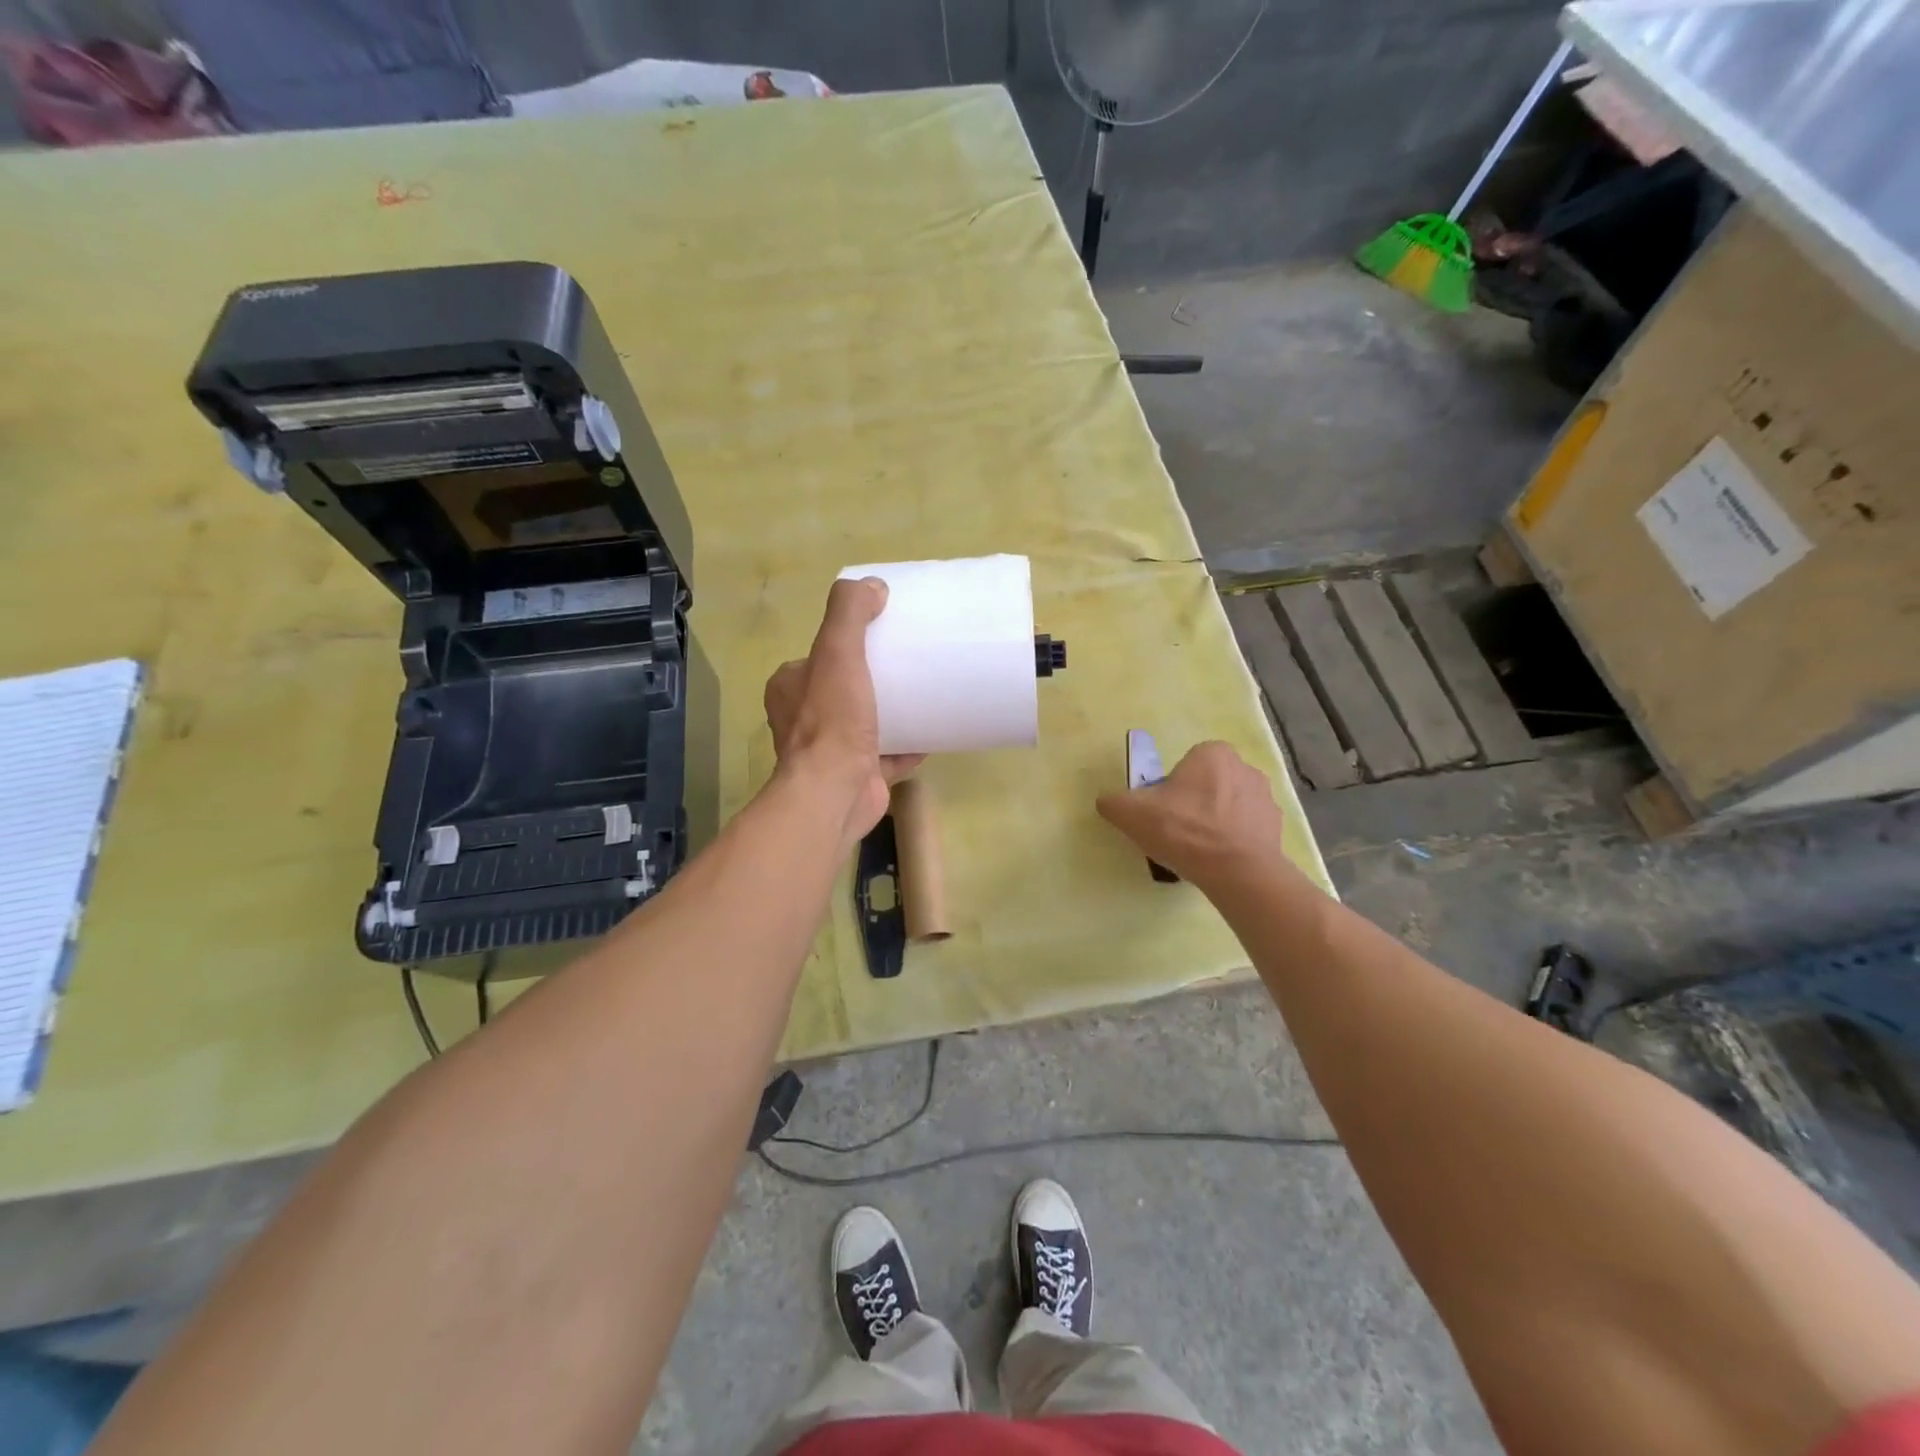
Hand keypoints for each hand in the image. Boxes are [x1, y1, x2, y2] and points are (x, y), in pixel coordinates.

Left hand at [764, 578, 923, 843]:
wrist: (835, 793)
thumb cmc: (832, 721)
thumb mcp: (837, 652)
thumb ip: (849, 614)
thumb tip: (872, 585)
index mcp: (791, 687)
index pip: (820, 655)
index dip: (848, 642)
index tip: (883, 633)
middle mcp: (805, 719)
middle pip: (846, 687)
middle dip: (874, 677)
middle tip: (910, 662)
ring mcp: (832, 751)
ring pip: (866, 722)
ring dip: (892, 711)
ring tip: (925, 692)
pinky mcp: (859, 776)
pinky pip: (889, 754)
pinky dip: (909, 745)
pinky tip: (933, 733)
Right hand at [1095, 741, 1292, 889]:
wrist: (1236, 872)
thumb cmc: (1184, 830)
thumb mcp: (1131, 812)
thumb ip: (1113, 801)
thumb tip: (1107, 801)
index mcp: (1213, 753)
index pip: (1187, 764)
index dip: (1171, 787)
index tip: (1163, 811)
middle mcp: (1245, 768)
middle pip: (1210, 783)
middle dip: (1196, 803)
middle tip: (1178, 831)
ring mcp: (1266, 799)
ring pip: (1231, 807)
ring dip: (1217, 822)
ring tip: (1199, 851)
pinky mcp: (1277, 829)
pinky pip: (1248, 831)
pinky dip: (1235, 842)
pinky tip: (1219, 862)